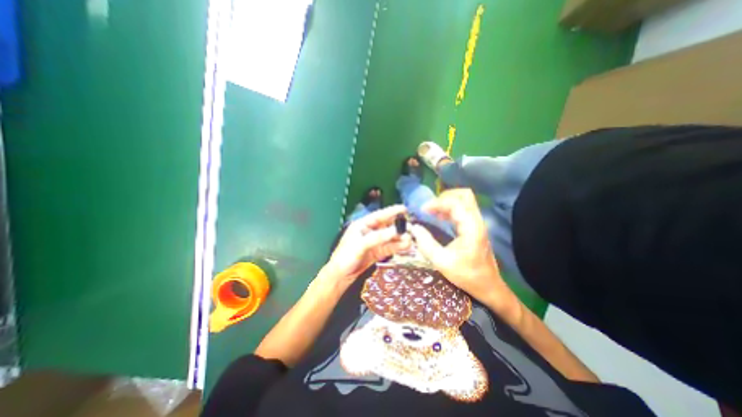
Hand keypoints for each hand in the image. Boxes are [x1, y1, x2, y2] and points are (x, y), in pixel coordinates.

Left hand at [326, 205, 414, 289]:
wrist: (341, 276)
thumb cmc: (346, 256)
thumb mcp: (360, 245)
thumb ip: (378, 237)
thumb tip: (396, 231)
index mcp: (362, 225)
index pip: (379, 216)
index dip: (391, 212)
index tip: (404, 209)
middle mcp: (369, 231)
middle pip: (386, 226)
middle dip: (398, 227)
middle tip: (411, 228)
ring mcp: (374, 242)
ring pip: (389, 238)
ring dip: (400, 238)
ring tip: (410, 240)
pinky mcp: (377, 252)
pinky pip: (389, 248)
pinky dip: (397, 247)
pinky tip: (406, 246)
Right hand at [405, 191, 519, 316]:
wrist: (488, 287)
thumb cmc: (467, 275)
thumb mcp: (442, 261)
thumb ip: (426, 243)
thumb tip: (414, 228)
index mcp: (471, 227)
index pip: (455, 203)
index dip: (437, 203)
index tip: (422, 210)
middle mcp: (477, 221)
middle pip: (464, 195)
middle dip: (444, 197)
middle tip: (430, 207)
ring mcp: (477, 223)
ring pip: (464, 200)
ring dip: (447, 202)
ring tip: (432, 212)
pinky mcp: (475, 227)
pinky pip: (463, 209)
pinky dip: (450, 209)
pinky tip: (440, 218)